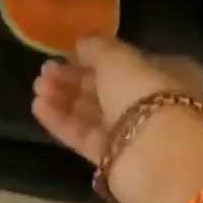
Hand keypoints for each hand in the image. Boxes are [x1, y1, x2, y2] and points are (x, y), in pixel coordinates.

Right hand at [31, 37, 202, 166]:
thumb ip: (98, 48)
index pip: (125, 65)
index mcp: (165, 76)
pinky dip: (62, 122)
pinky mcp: (114, 160)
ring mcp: (132, 134)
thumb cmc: (144, 94)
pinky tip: (38, 107)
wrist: (156, 157)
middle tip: (44, 71)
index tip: (67, 53)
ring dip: (63, 99)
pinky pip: (85, 136)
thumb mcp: (119, 59)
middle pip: (105, 89)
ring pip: (92, 113)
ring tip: (37, 88)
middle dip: (73, 79)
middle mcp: (151, 104)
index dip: (95, 58)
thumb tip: (82, 43)